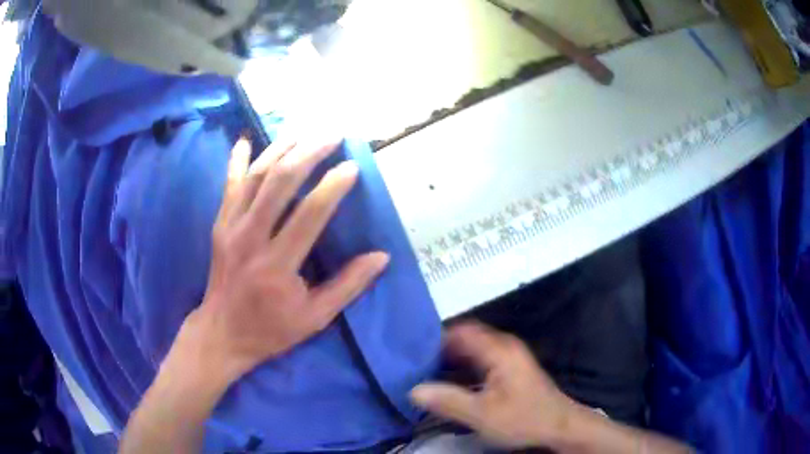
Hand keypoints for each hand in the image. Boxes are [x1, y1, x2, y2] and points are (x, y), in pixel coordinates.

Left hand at [178, 136, 389, 387]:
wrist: (222, 333)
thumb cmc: (270, 329)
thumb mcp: (315, 318)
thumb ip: (348, 286)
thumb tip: (381, 256)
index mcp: (277, 266)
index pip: (309, 215)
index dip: (332, 187)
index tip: (351, 167)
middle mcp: (250, 239)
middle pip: (279, 184)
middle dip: (308, 153)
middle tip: (332, 134)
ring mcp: (230, 228)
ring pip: (254, 177)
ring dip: (280, 148)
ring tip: (304, 130)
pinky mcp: (220, 225)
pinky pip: (228, 186)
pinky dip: (237, 161)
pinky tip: (245, 140)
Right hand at [410, 322, 579, 449]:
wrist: (558, 426)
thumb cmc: (523, 418)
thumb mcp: (482, 414)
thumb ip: (447, 400)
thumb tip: (413, 390)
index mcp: (499, 350)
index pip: (461, 331)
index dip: (435, 337)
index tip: (409, 350)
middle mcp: (504, 347)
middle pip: (465, 339)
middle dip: (439, 350)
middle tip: (411, 363)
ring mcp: (508, 358)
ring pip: (472, 351)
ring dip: (449, 360)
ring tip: (422, 372)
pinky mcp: (509, 370)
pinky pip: (479, 361)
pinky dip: (461, 368)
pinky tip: (447, 382)